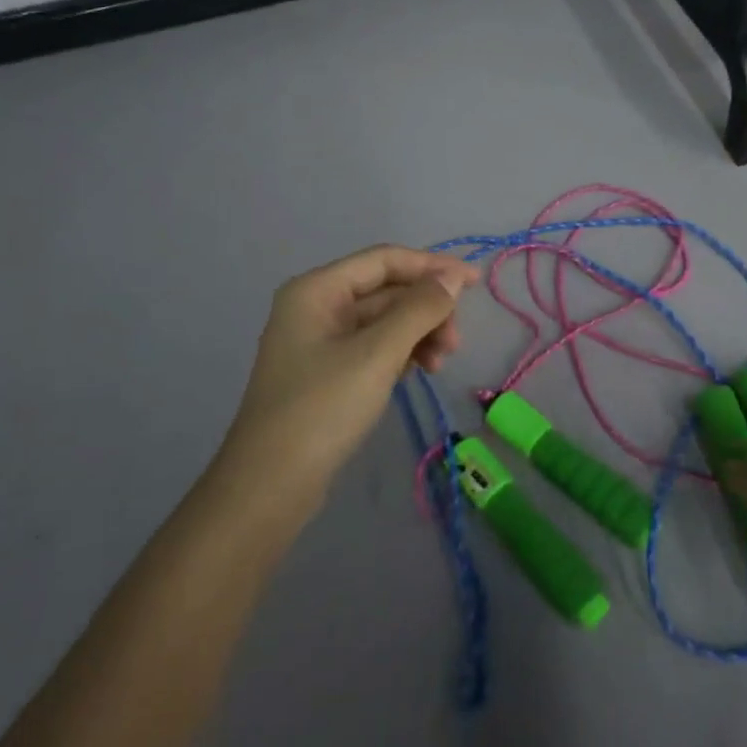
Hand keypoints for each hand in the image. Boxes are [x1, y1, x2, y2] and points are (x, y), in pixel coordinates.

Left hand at [214, 245, 479, 505]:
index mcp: (317, 289)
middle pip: (386, 290)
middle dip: (427, 309)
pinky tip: (421, 371)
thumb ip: (419, 309)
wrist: (270, 486)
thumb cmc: (322, 408)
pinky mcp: (328, 373)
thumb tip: (453, 278)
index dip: (432, 265)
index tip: (476, 282)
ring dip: (419, 333)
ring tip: (441, 363)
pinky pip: (375, 347)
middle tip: (456, 342)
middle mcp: (317, 306)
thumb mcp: (377, 354)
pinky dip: (402, 353)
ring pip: (385, 321)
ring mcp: (321, 342)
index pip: (384, 260)